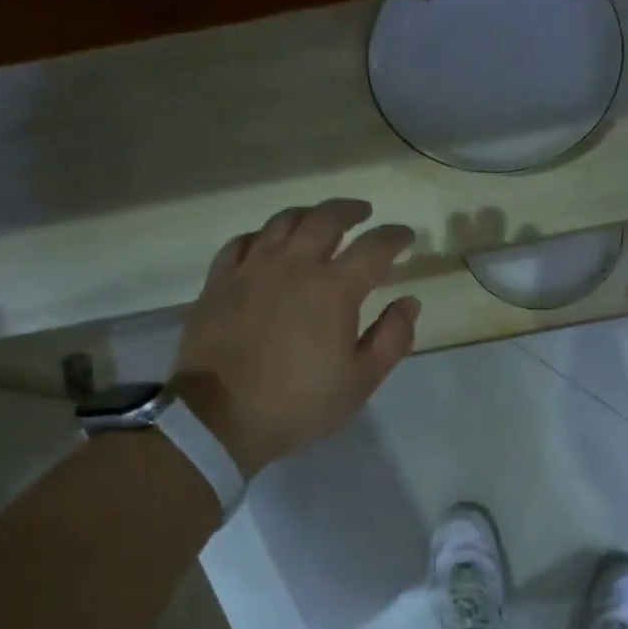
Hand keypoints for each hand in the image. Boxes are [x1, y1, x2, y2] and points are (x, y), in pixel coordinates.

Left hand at [171, 199, 418, 478]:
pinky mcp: (219, 282)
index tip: (406, 236)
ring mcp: (251, 269)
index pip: (374, 247)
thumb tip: (408, 302)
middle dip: (350, 210)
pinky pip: (241, 242)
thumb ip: (392, 338)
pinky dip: (261, 235)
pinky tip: (266, 243)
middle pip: (325, 219)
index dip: (395, 237)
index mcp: (334, 288)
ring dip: (307, 214)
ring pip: (282, 222)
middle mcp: (294, 265)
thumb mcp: (361, 380)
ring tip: (318, 219)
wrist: (219, 418)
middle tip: (363, 213)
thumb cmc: (300, 402)